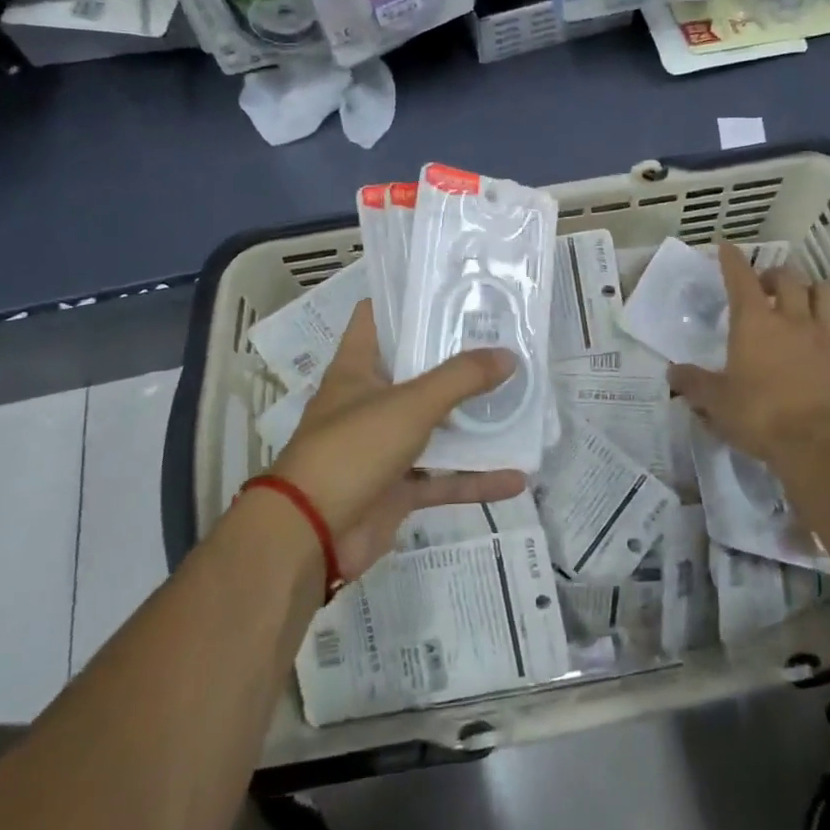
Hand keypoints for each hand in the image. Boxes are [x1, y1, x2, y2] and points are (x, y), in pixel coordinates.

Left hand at [267, 302, 526, 578]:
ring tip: (519, 404)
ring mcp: (382, 448)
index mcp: (357, 370)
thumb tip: (509, 355)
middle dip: (457, 361)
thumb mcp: (410, 404)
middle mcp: (368, 403)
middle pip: (416, 372)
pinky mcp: (396, 489)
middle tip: (504, 343)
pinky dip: (475, 480)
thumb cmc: (351, 450)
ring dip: (473, 423)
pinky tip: (516, 478)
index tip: (452, 291)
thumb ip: (461, 378)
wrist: (310, 538)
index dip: (407, 301)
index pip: (376, 319)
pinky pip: (442, 479)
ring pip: (435, 428)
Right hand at [668, 244, 829, 485]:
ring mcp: (825, 338)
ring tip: (804, 299)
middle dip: (775, 274)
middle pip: (789, 279)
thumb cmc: (759, 415)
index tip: (726, 247)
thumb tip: (673, 373)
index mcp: (754, 322)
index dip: (732, 260)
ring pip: (825, 296)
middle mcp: (792, 319)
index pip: (741, 278)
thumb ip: (693, 383)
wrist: (818, 443)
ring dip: (813, 291)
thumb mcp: (715, 401)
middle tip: (765, 286)